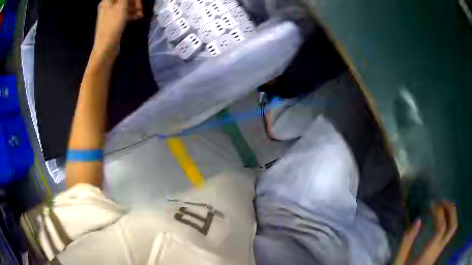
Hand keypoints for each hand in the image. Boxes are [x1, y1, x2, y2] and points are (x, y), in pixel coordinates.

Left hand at [93, 0, 142, 57]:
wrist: (106, 47)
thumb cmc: (113, 25)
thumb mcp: (122, 6)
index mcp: (108, 0)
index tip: (139, 2)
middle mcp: (108, 5)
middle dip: (135, 1)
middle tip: (141, 8)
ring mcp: (110, 14)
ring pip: (126, 5)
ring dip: (135, 7)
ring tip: (141, 14)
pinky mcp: (114, 22)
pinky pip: (124, 13)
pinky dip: (131, 14)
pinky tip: (138, 17)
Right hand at [394, 201, 457, 264]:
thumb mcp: (399, 263)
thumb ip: (406, 243)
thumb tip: (418, 220)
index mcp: (427, 255)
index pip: (441, 229)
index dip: (439, 213)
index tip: (431, 204)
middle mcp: (437, 252)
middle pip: (452, 227)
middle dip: (451, 210)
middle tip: (442, 202)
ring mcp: (439, 252)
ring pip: (453, 229)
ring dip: (452, 214)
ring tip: (444, 208)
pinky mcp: (439, 252)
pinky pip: (450, 232)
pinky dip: (450, 221)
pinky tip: (443, 220)